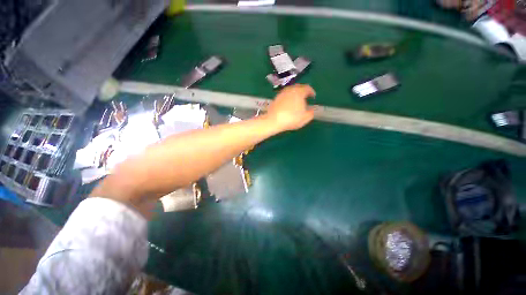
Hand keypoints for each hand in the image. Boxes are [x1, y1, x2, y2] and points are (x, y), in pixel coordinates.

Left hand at [265, 84, 316, 131]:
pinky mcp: (276, 98)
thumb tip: (312, 109)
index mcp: (299, 92)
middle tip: (305, 98)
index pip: (307, 88)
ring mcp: (282, 93)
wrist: (273, 121)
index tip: (313, 96)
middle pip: (298, 87)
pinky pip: (285, 95)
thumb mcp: (305, 118)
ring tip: (297, 102)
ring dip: (295, 94)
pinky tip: (288, 105)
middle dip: (303, 92)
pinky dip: (288, 98)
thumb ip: (311, 113)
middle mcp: (290, 90)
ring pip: (291, 91)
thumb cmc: (291, 119)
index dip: (311, 92)